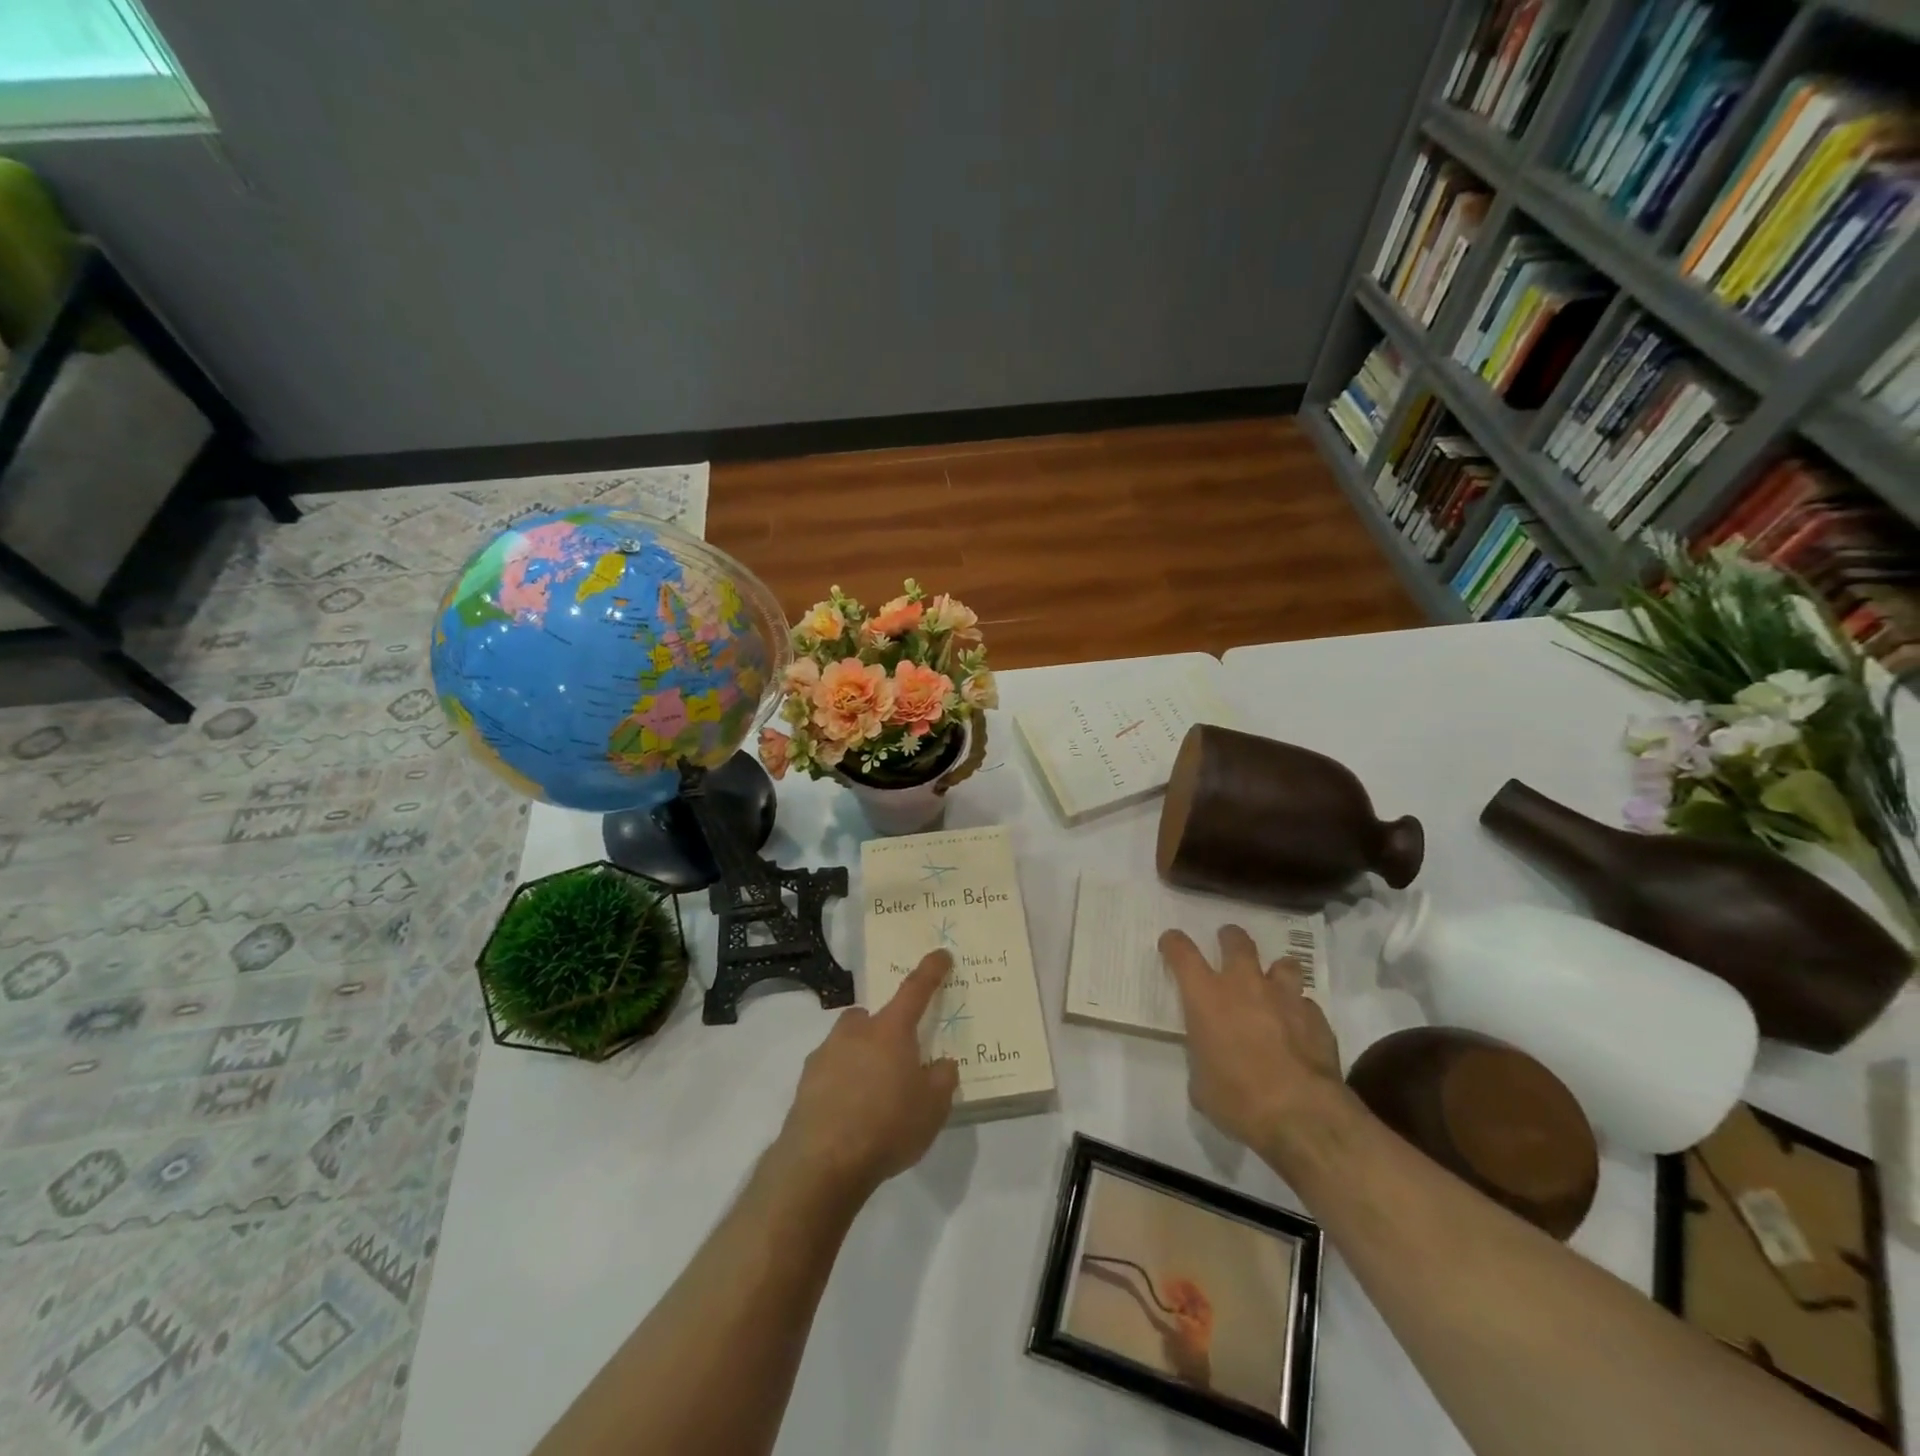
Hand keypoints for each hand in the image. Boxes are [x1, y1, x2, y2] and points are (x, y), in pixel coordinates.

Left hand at [771, 949, 960, 1197]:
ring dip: (861, 1058)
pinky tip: (850, 1115)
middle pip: (873, 1018)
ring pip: (848, 1043)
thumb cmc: (887, 1126)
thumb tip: (940, 1063)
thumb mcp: (933, 1108)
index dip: (931, 971)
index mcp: (890, 1030)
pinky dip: (842, 1083)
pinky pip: (831, 1071)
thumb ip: (942, 1079)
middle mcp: (856, 1032)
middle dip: (885, 1030)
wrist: (822, 1163)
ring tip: (873, 1096)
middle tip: (898, 1061)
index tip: (941, 954)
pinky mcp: (805, 1082)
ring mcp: (825, 1054)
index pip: (915, 990)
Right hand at [1160, 925, 1343, 1157]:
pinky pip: (1306, 1004)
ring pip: (1283, 964)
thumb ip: (1202, 1057)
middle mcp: (1244, 985)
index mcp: (1206, 996)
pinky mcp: (1317, 1018)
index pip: (1182, 952)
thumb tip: (1209, 1058)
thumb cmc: (1237, 1099)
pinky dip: (1299, 1011)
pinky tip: (1298, 1029)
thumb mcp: (1201, 1083)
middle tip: (1227, 944)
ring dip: (1275, 972)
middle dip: (1230, 938)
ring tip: (1272, 985)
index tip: (1171, 942)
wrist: (1301, 1115)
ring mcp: (1284, 998)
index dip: (1174, 943)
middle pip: (1237, 942)